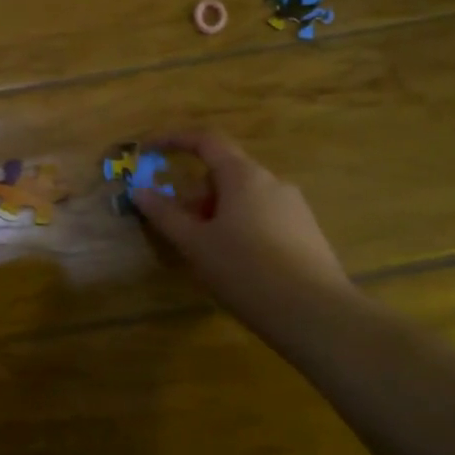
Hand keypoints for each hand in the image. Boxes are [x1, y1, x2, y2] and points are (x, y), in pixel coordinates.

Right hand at [133, 132, 351, 314]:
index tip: (149, 150)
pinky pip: (263, 217)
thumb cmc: (246, 270)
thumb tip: (139, 191)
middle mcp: (273, 182)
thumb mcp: (195, 244)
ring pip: (244, 198)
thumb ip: (165, 214)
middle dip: (196, 194)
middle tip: (180, 228)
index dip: (174, 140)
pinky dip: (241, 228)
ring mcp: (294, 207)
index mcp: (244, 176)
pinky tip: (239, 265)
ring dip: (217, 213)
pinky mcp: (307, 232)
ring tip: (208, 253)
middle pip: (224, 173)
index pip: (206, 141)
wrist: (316, 314)